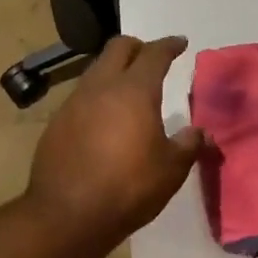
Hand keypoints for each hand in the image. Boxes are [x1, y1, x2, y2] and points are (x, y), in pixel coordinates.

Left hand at [26, 36, 203, 244]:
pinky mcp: (57, 121)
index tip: (180, 43)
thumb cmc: (128, 187)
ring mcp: (74, 102)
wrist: (66, 214)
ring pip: (96, 69)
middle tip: (152, 58)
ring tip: (128, 88)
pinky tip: (104, 118)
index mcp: (134, 90)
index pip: (154, 54)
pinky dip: (97, 95)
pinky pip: (81, 95)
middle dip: (138, 47)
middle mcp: (101, 86)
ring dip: (114, 70)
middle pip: (118, 48)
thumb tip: (201, 133)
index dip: (169, 45)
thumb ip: (188, 145)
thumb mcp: (171, 170)